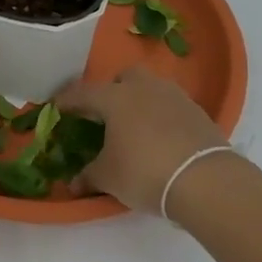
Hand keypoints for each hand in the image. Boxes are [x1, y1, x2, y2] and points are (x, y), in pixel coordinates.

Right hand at [55, 67, 230, 214]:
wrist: (203, 178)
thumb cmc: (144, 171)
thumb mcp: (109, 177)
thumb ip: (89, 175)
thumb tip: (74, 183)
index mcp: (115, 98)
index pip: (84, 93)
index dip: (68, 101)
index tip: (57, 107)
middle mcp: (143, 87)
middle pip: (123, 78)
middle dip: (113, 90)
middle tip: (106, 114)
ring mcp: (173, 95)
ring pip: (150, 87)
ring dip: (140, 100)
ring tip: (136, 126)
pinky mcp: (196, 110)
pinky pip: (171, 105)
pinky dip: (162, 115)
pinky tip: (161, 137)